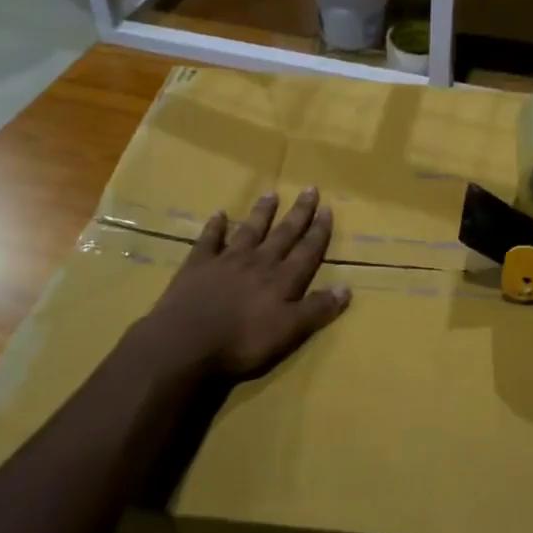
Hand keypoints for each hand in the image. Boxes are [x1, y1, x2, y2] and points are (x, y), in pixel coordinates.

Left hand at [143, 188, 351, 380]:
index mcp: (282, 280)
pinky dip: (215, 226)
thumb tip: (346, 288)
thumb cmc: (242, 343)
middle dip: (298, 213)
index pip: (307, 251)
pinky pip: (209, 240)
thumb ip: (316, 310)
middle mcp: (258, 263)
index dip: (319, 231)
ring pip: (249, 230)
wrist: (185, 342)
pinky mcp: (198, 265)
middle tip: (309, 189)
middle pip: (283, 234)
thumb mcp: (289, 333)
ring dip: (262, 213)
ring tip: (271, 194)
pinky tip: (219, 214)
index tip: (327, 208)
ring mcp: (226, 261)